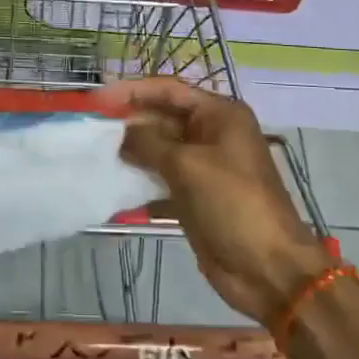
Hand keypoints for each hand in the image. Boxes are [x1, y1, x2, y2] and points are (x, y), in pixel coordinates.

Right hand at [104, 77, 330, 323]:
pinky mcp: (195, 195)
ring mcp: (203, 166)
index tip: (97, 99)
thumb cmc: (233, 203)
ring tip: (96, 154)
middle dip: (129, 121)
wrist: (268, 268)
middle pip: (162, 117)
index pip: (168, 90)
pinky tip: (114, 184)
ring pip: (160, 149)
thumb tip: (120, 133)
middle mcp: (212, 134)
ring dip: (131, 151)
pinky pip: (161, 178)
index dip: (132, 90)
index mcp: (219, 115)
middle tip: (90, 128)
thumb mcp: (187, 166)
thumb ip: (148, 143)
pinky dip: (140, 180)